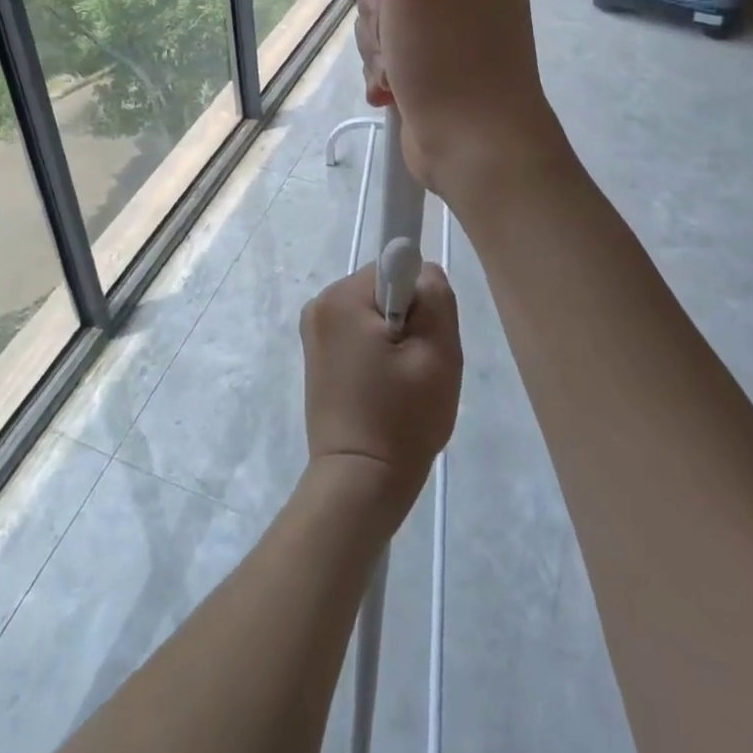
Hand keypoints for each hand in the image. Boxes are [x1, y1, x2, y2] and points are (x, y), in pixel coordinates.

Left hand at [300, 262, 461, 527]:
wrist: (359, 484)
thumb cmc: (402, 419)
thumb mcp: (438, 354)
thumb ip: (435, 296)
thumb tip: (423, 270)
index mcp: (342, 297)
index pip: (397, 268)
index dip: (420, 302)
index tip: (421, 342)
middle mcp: (320, 304)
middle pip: (384, 290)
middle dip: (408, 321)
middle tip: (417, 369)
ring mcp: (314, 331)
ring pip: (375, 313)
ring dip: (395, 340)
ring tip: (402, 386)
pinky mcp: (316, 355)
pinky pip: (359, 334)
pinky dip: (377, 354)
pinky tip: (384, 391)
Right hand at [334, 0, 567, 203]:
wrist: (478, 147)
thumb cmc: (451, 50)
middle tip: (397, 21)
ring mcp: (454, 17)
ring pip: (383, 5)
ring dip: (376, 37)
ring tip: (399, 63)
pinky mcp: (437, 55)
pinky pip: (389, 41)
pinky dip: (383, 63)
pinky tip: (394, 86)